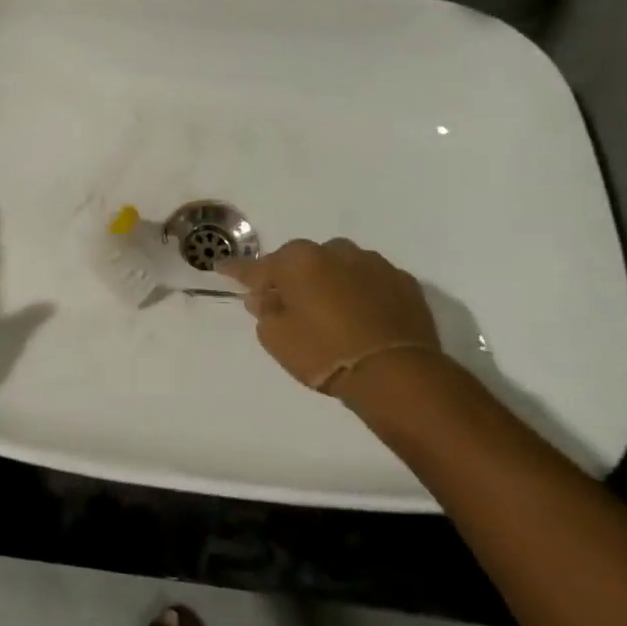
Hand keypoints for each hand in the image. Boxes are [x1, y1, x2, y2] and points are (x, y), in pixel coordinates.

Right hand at [220, 239, 441, 393]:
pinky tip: (362, 317)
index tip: (221, 269)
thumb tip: (264, 297)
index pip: (258, 266)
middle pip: (303, 262)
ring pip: (340, 267)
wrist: (397, 374)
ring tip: (330, 311)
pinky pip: (371, 282)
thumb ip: (265, 311)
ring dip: (330, 282)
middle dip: (292, 278)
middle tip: (288, 304)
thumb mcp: (277, 338)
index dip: (238, 271)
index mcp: (298, 260)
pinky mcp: (404, 282)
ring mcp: (373, 264)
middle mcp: (335, 251)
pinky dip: (362, 293)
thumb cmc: (324, 353)